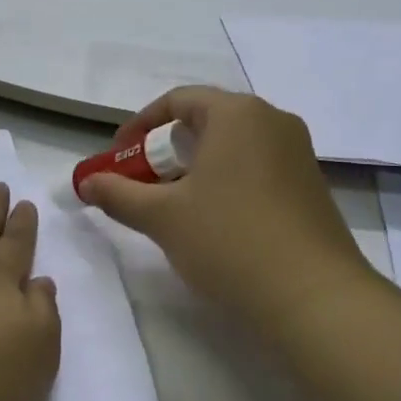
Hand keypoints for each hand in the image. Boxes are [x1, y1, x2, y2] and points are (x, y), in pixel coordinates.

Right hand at [78, 87, 373, 331]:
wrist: (316, 300)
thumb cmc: (230, 241)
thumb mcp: (163, 217)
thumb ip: (118, 194)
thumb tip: (84, 182)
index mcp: (237, 113)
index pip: (177, 100)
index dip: (138, 126)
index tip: (116, 158)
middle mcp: (272, 121)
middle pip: (206, 121)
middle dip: (165, 151)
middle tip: (142, 184)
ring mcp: (298, 154)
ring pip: (232, 147)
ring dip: (195, 169)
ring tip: (174, 206)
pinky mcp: (311, 187)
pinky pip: (256, 168)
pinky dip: (226, 182)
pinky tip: (215, 222)